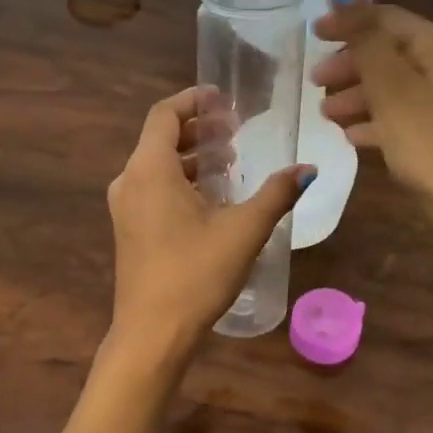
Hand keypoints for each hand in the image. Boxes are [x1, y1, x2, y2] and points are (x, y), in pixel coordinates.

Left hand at [106, 88, 312, 357]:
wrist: (152, 334)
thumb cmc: (196, 274)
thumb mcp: (244, 230)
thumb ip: (276, 194)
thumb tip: (307, 168)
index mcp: (150, 169)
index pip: (164, 115)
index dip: (194, 100)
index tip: (224, 99)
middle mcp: (130, 181)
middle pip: (160, 138)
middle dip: (198, 129)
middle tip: (235, 131)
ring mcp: (125, 208)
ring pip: (157, 165)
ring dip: (191, 157)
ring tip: (230, 163)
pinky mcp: (129, 230)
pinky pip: (153, 188)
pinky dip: (180, 181)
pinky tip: (211, 198)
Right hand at [313, 0, 432, 230]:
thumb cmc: (430, 141)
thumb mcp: (391, 87)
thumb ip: (364, 36)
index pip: (387, 19)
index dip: (348, 22)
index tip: (311, 35)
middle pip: (391, 53)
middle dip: (350, 66)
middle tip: (315, 82)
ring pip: (395, 87)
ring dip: (358, 96)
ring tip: (327, 115)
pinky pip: (405, 117)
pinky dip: (378, 121)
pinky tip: (353, 137)